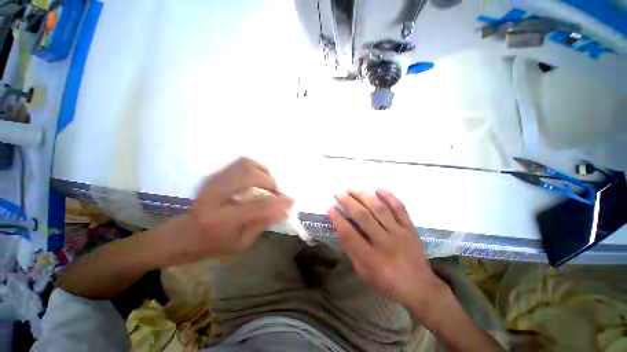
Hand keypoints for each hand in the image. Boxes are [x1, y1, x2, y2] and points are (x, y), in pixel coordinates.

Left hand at [150, 157, 293, 266]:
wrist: (181, 235)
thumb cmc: (212, 244)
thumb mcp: (242, 242)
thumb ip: (264, 222)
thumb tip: (284, 208)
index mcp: (221, 219)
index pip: (258, 206)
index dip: (279, 202)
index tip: (292, 201)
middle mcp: (214, 195)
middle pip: (250, 176)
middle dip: (271, 183)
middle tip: (277, 193)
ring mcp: (212, 181)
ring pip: (246, 165)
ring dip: (264, 173)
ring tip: (269, 185)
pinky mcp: (214, 175)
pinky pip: (240, 163)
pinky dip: (255, 168)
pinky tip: (259, 178)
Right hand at [328, 189, 445, 309]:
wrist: (420, 287)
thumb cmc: (387, 283)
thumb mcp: (364, 273)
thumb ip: (351, 251)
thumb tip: (339, 230)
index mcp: (372, 258)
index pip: (350, 234)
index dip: (338, 220)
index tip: (330, 208)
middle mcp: (385, 242)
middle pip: (364, 217)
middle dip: (349, 203)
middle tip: (339, 194)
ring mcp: (399, 233)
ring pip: (379, 209)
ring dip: (364, 196)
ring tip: (352, 189)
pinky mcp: (410, 228)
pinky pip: (400, 208)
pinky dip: (389, 197)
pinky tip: (378, 189)